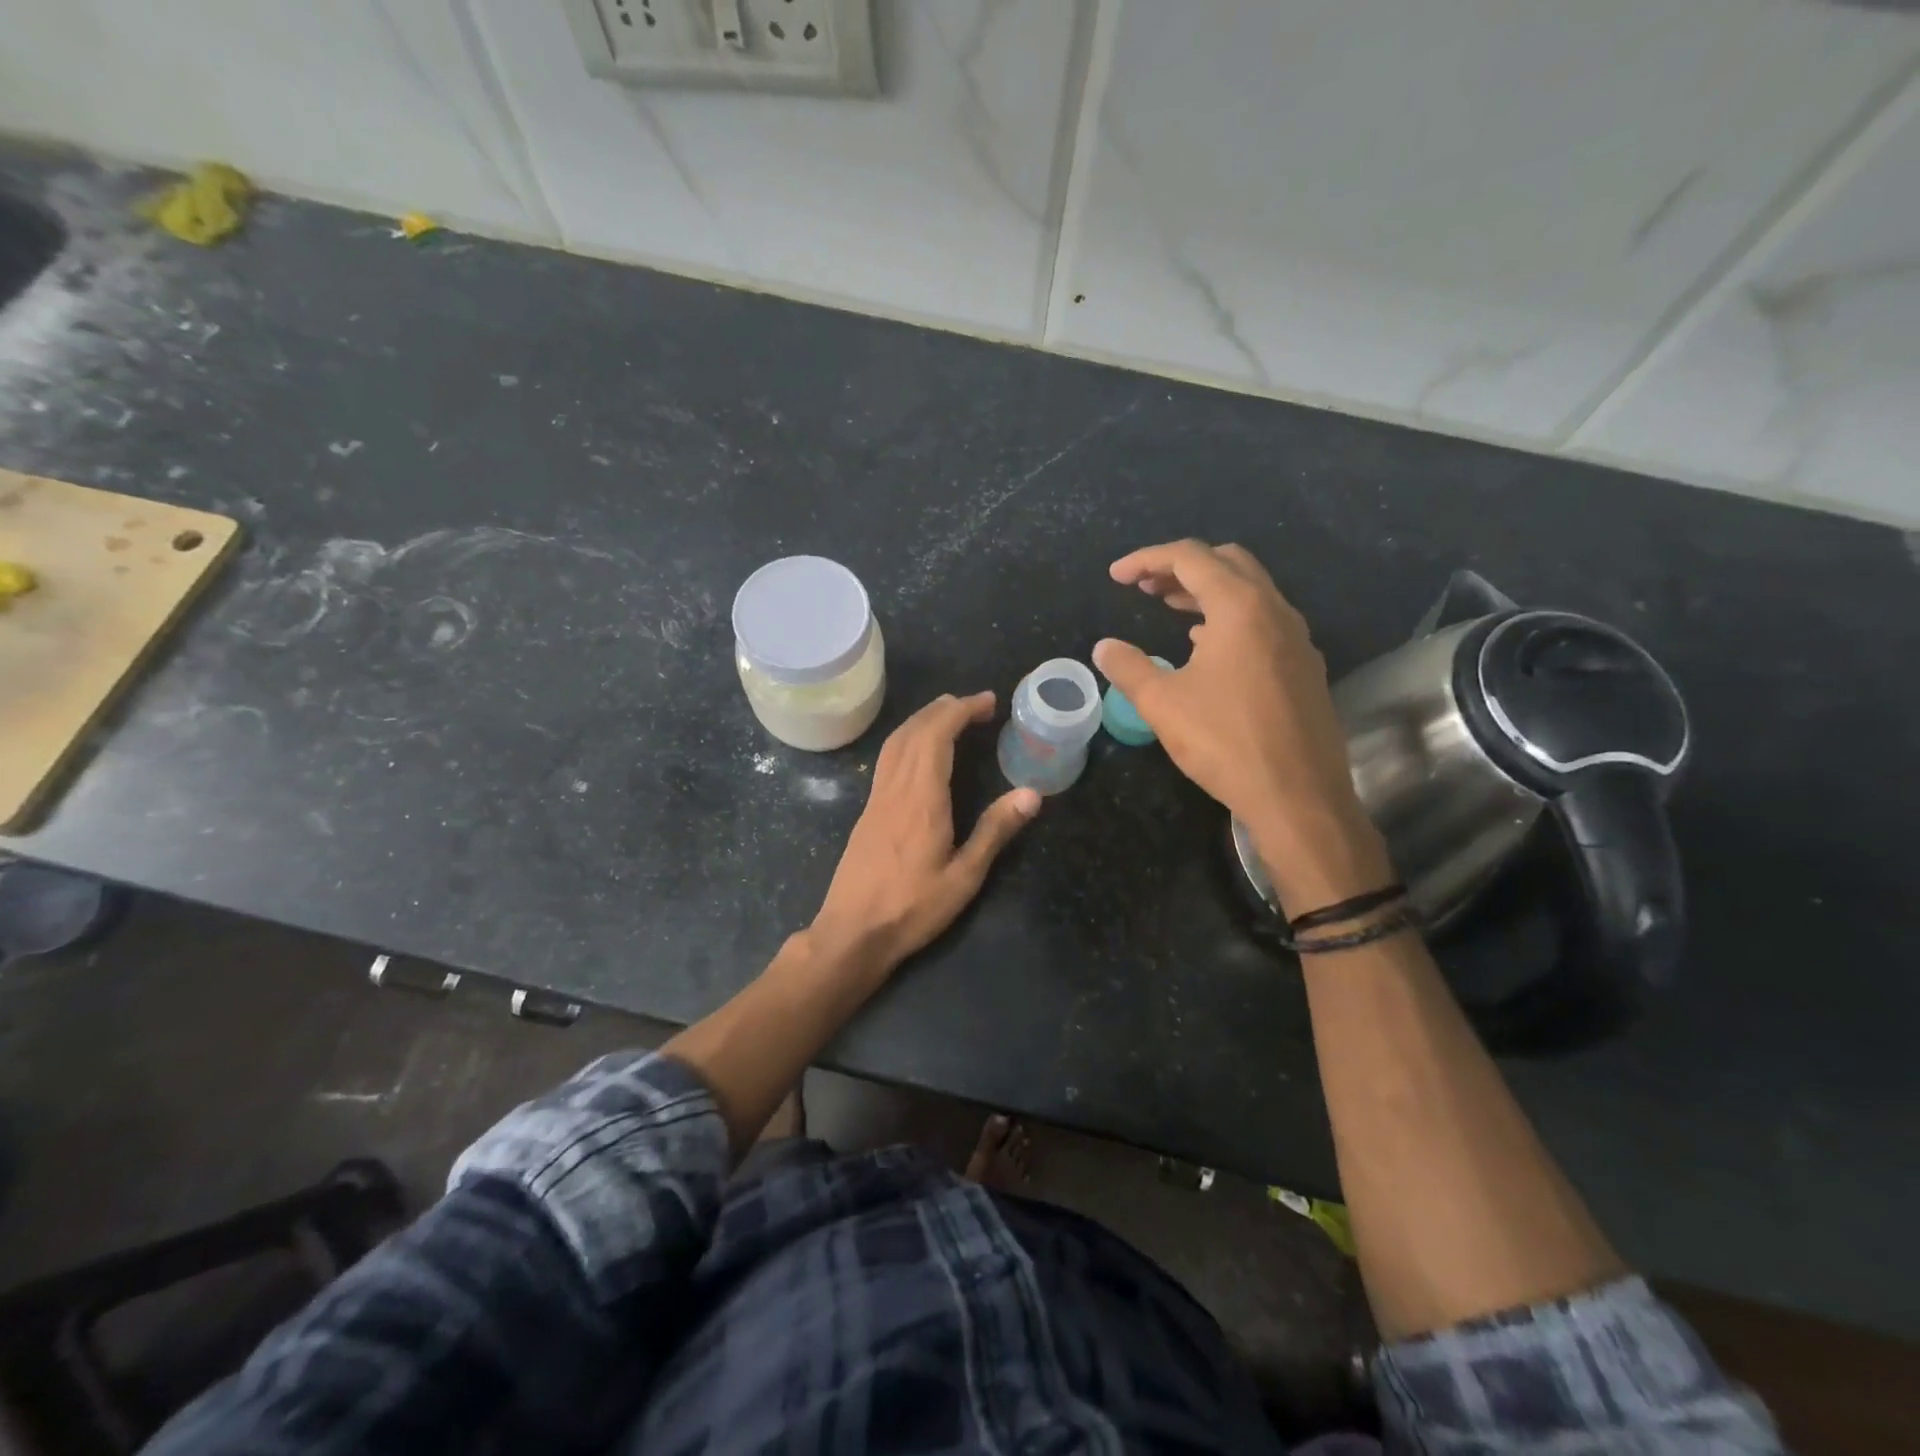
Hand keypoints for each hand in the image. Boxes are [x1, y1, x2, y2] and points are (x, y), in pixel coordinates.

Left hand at [809, 692, 1039, 974]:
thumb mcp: (964, 877)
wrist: (852, 933)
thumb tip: (1031, 793)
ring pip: (895, 742)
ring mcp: (876, 799)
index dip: (962, 711)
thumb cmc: (912, 909)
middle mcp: (895, 789)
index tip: (988, 701)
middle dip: (944, 709)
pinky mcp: (867, 812)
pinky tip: (920, 751)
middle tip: (975, 704)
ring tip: (950, 715)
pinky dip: (908, 739)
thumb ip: (995, 831)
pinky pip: (887, 759)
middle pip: (914, 731)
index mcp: (921, 799)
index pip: (937, 735)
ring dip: (922, 720)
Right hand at [1093, 540, 1391, 907]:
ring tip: (1168, 608)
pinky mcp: (1304, 666)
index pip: (1190, 558)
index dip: (1147, 559)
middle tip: (1144, 588)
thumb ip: (1129, 667)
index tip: (1117, 577)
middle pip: (1227, 563)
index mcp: (1240, 607)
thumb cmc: (1225, 742)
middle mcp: (1275, 610)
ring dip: (1207, 591)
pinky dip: (1229, 617)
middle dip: (1181, 567)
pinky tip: (1206, 645)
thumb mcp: (1162, 704)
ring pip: (1250, 591)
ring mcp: (1296, 638)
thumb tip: (1104, 647)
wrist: (1299, 797)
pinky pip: (1264, 620)